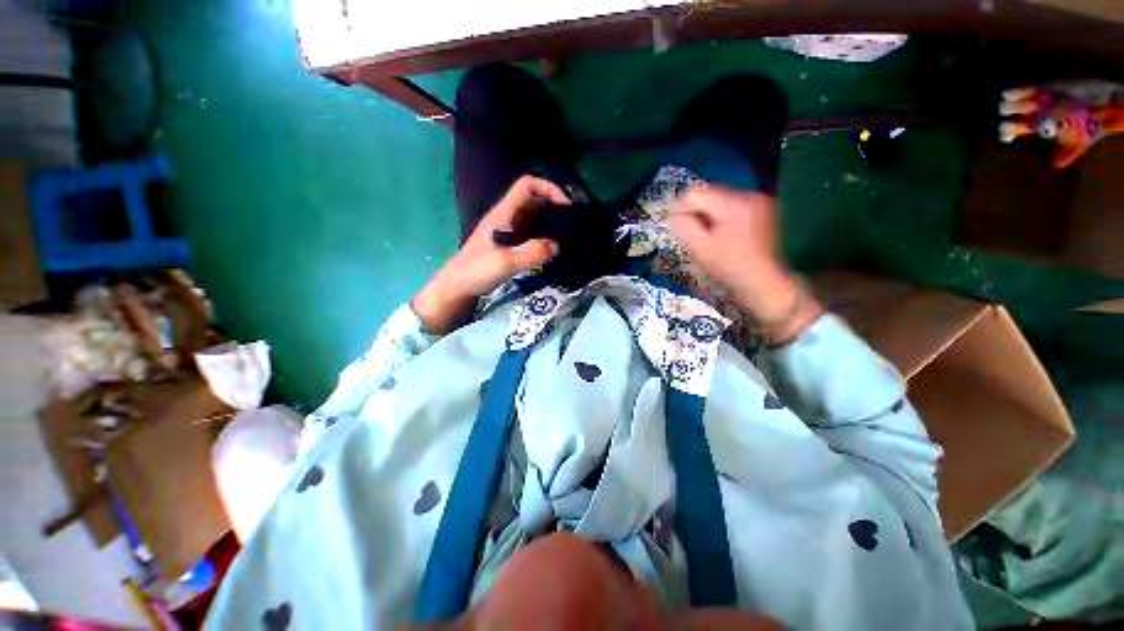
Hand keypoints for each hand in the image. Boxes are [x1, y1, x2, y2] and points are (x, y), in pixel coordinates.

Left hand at [412, 176, 568, 333]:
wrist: (457, 287)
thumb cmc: (476, 271)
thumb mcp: (506, 262)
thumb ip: (532, 253)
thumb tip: (557, 246)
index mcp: (504, 213)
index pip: (527, 185)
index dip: (548, 188)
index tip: (565, 206)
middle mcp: (506, 218)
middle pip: (533, 201)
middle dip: (553, 207)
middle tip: (571, 225)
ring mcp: (507, 231)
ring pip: (533, 219)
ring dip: (549, 224)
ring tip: (566, 238)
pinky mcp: (508, 245)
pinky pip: (530, 234)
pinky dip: (543, 238)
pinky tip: (551, 251)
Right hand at [669, 185, 821, 343]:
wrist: (761, 282)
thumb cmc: (728, 268)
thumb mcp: (699, 249)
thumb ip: (683, 226)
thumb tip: (673, 212)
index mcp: (733, 205)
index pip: (696, 194)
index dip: (681, 209)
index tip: (675, 225)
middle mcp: (749, 196)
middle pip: (709, 194)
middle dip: (698, 212)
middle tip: (694, 234)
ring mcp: (759, 201)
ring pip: (720, 200)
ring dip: (710, 214)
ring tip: (709, 235)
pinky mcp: (763, 208)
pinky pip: (734, 205)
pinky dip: (723, 216)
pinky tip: (724, 233)